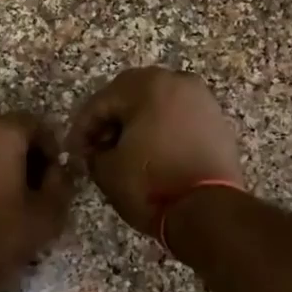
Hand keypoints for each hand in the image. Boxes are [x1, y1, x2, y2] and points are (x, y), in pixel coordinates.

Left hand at [0, 113, 72, 291]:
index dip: (52, 151)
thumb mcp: (47, 214)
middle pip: (9, 132)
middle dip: (27, 155)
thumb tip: (58, 169)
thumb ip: (62, 183)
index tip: (56, 179)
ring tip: (12, 198)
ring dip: (3, 163)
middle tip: (37, 190)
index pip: (37, 126)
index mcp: (0, 131)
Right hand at [70, 67, 243, 235]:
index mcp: (147, 85)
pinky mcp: (217, 121)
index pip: (101, 101)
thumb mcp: (107, 170)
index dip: (82, 128)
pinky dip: (162, 130)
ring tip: (124, 152)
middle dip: (111, 121)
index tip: (74, 150)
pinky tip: (152, 153)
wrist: (209, 210)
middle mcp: (177, 82)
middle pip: (131, 95)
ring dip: (137, 123)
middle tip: (97, 147)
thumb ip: (93, 153)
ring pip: (158, 104)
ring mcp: (202, 100)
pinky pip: (179, 118)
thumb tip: (96, 151)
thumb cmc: (151, 185)